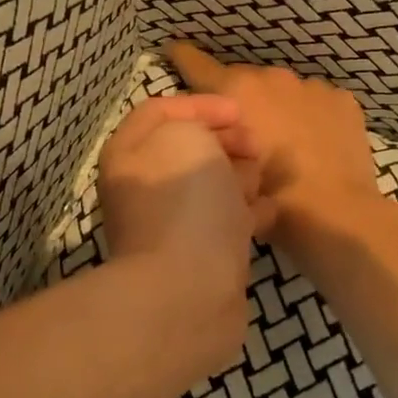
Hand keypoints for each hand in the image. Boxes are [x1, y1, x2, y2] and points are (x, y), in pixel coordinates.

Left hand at [96, 95, 257, 371]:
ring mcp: (172, 224)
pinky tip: (267, 211)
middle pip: (189, 150)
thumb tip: (212, 146)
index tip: (240, 112)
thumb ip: (196, 124)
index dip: (201, 105)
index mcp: (130, 155)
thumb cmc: (184, 203)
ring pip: (210, 186)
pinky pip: (225, 223)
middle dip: (225, 142)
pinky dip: (247, 213)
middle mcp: (145, 187)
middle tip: (255, 146)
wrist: (187, 292)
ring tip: (261, 178)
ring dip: (239, 177)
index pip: (160, 112)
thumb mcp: (186, 137)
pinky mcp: (200, 257)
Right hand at [162, 41, 384, 267]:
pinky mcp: (342, 99)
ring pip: (283, 91)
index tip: (176, 51)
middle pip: (245, 80)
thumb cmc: (273, 200)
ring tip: (284, 142)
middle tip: (243, 134)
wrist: (339, 214)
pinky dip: (311, 117)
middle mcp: (271, 78)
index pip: (197, 64)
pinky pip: (316, 102)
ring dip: (277, 108)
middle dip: (240, 100)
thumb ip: (215, 143)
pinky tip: (316, 145)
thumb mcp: (225, 173)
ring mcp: (311, 86)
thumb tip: (215, 135)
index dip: (183, 57)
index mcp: (235, 92)